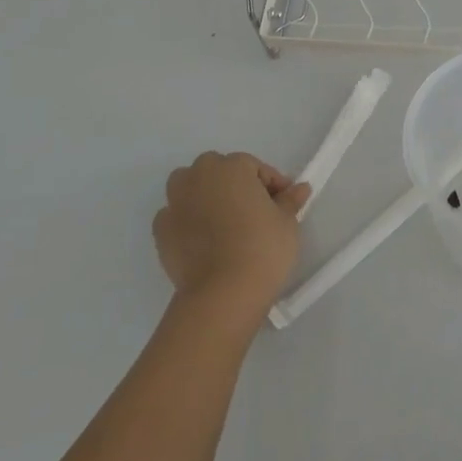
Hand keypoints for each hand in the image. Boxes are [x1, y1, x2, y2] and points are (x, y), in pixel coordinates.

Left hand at [153, 153, 310, 330]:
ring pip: (190, 187)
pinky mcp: (161, 229)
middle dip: (235, 184)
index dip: (272, 185)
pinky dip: (188, 221)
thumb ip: (290, 200)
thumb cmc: (262, 248)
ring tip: (224, 222)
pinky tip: (203, 240)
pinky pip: (177, 215)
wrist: (222, 293)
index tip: (283, 204)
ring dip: (205, 195)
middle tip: (253, 211)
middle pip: (218, 170)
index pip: (255, 167)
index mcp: (232, 167)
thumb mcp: (286, 222)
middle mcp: (199, 176)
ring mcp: (175, 202)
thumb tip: (300, 188)